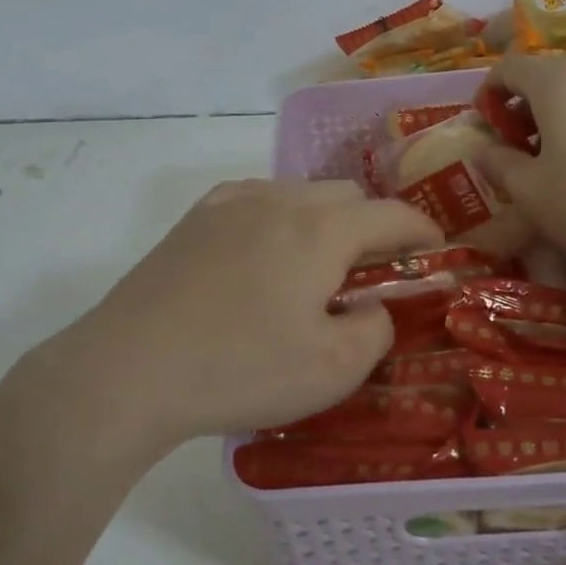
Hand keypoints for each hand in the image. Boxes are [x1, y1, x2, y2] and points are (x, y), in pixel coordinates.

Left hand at [52, 179, 442, 455]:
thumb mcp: (331, 369)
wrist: (129, 369)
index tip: (436, 249)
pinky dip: (279, 219)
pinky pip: (257, 201)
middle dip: (371, 226)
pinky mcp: (196, 217)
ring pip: (300, 194)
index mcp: (322, 228)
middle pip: (346, 197)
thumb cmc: (240, 368)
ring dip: (323, 221)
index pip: (391, 215)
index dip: (422, 230)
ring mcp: (233, 201)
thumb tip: (372, 307)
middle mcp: (281, 198)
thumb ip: (374, 329)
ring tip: (313, 268)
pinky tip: (263, 258)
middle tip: (370, 272)